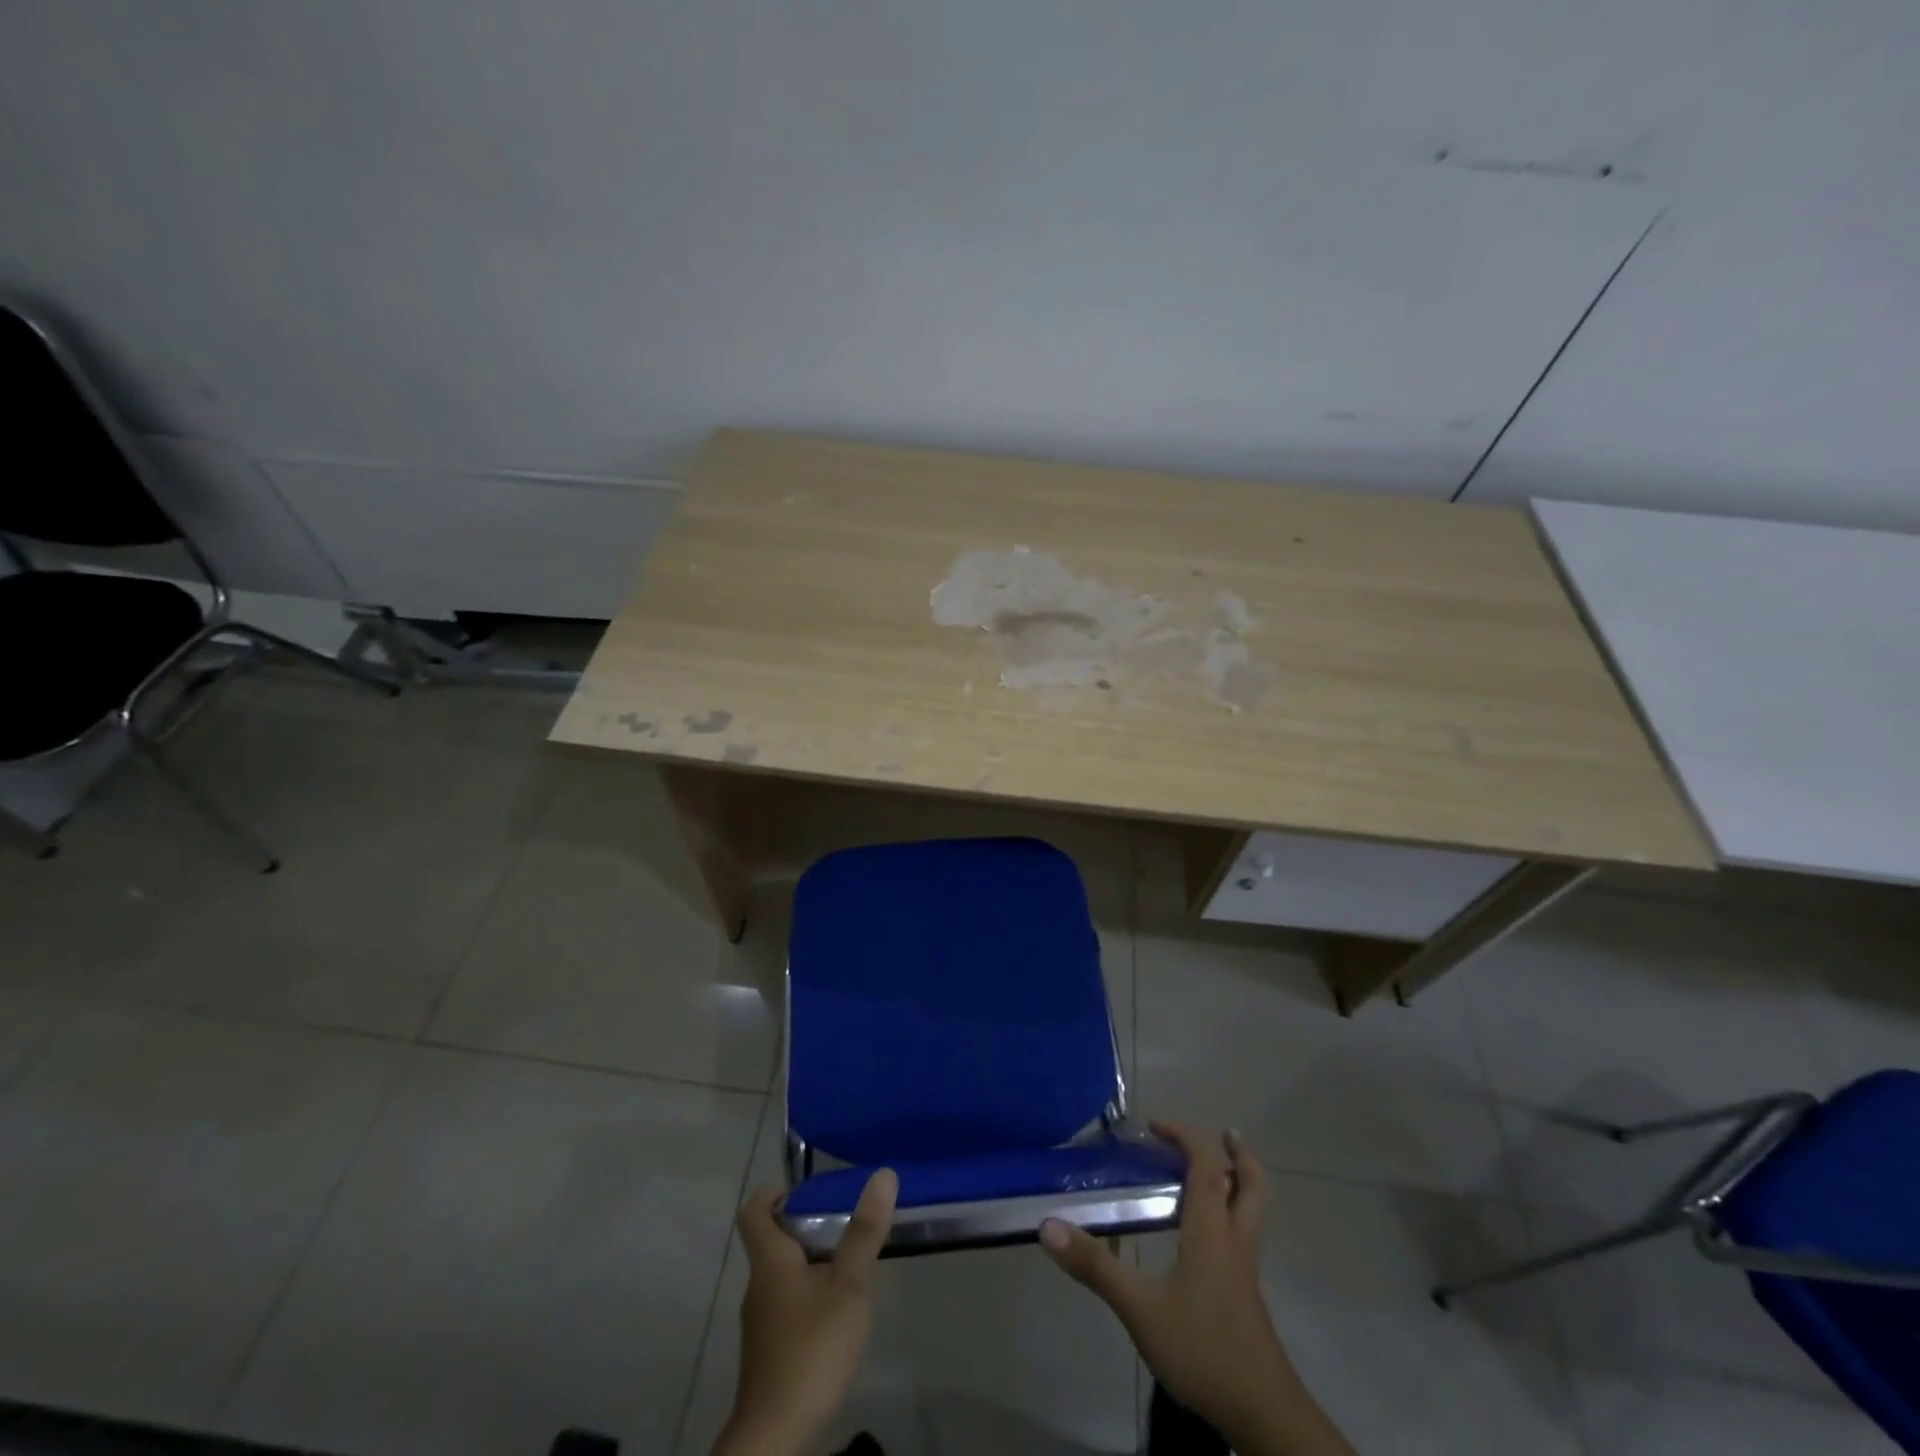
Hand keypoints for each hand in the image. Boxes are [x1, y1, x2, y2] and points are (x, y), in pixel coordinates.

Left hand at [713, 1169, 896, 1455]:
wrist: (776, 1437)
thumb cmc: (811, 1348)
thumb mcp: (848, 1285)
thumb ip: (864, 1233)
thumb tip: (882, 1174)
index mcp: (769, 1261)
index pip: (753, 1211)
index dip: (773, 1192)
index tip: (804, 1189)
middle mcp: (758, 1286)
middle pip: (771, 1242)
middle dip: (804, 1226)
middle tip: (843, 1220)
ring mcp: (761, 1323)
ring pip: (782, 1276)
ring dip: (810, 1263)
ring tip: (849, 1263)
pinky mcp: (769, 1353)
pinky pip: (787, 1306)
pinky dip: (809, 1296)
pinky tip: (838, 1312)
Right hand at [1040, 1124, 1354, 1455]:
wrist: (1265, 1417)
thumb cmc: (1203, 1351)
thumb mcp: (1140, 1309)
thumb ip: (1096, 1268)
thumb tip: (1048, 1226)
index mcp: (1211, 1231)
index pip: (1206, 1166)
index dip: (1185, 1137)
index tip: (1155, 1126)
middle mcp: (1234, 1242)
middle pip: (1251, 1186)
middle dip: (1240, 1156)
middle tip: (1225, 1135)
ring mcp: (1246, 1273)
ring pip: (1253, 1213)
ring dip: (1240, 1184)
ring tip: (1220, 1174)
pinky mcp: (1248, 1299)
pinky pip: (1244, 1239)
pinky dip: (1232, 1218)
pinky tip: (1208, 1238)